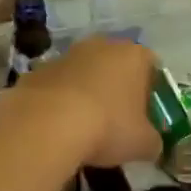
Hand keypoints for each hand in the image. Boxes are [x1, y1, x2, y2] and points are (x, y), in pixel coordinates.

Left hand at [10, 35, 160, 170]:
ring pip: (85, 74)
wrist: (48, 124)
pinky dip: (60, 102)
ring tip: (84, 128)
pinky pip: (58, 87)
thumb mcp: (143, 143)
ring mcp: (67, 55)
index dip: (151, 92)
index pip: (152, 67)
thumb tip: (151, 145)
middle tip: (117, 121)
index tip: (145, 117)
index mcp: (134, 56)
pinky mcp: (38, 71)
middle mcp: (102, 46)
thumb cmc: (108, 126)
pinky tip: (58, 128)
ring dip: (87, 94)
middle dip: (117, 90)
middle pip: (116, 66)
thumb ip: (153, 141)